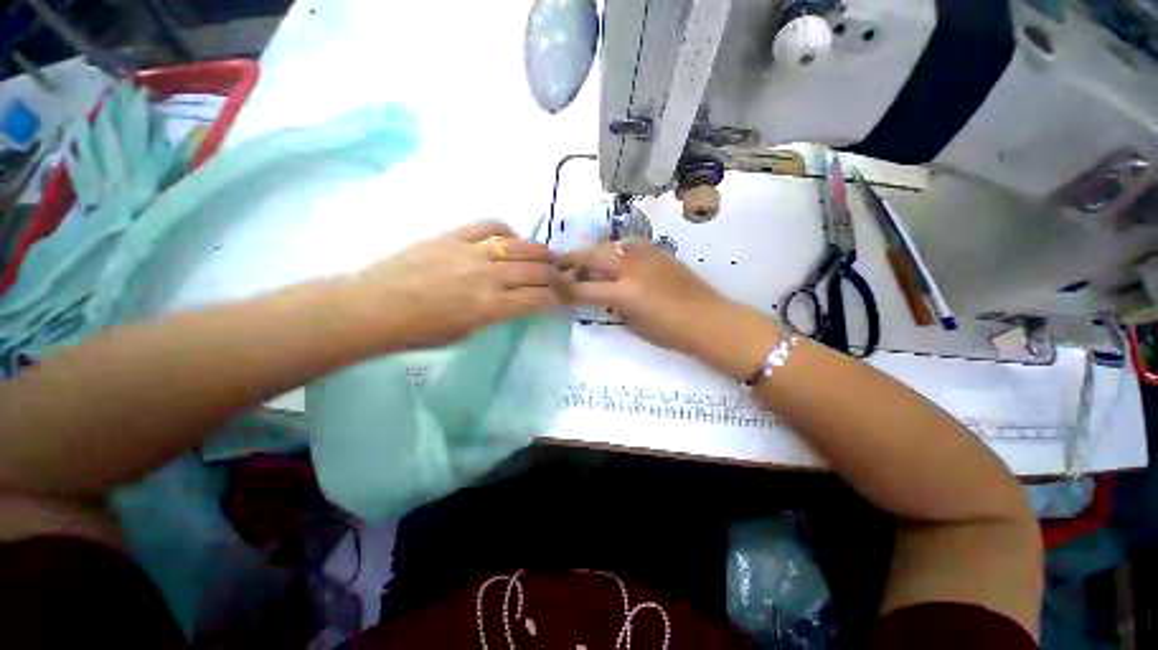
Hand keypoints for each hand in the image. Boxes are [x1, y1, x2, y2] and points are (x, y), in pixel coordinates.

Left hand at [348, 220, 559, 349]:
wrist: (375, 306)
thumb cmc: (420, 331)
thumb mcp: (467, 332)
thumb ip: (497, 314)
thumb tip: (516, 300)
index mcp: (490, 307)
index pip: (538, 298)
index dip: (557, 297)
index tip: (564, 296)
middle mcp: (487, 277)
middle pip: (535, 271)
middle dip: (555, 274)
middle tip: (560, 275)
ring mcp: (471, 252)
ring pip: (519, 246)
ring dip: (539, 251)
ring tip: (546, 255)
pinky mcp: (454, 236)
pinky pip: (489, 225)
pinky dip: (507, 231)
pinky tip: (511, 238)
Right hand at [561, 241, 783, 379]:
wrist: (709, 318)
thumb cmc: (671, 332)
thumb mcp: (634, 324)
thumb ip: (613, 306)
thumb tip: (600, 295)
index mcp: (625, 292)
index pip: (584, 288)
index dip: (565, 290)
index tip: (553, 290)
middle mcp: (631, 267)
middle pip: (592, 256)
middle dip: (571, 260)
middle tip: (559, 266)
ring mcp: (645, 254)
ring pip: (608, 246)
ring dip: (592, 253)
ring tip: (585, 263)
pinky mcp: (657, 251)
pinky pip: (627, 245)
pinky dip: (613, 251)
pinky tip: (613, 261)